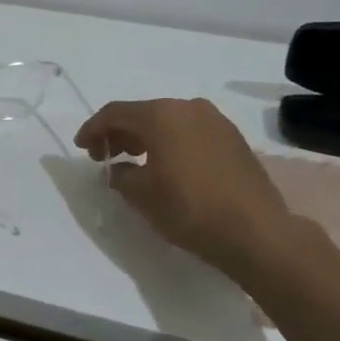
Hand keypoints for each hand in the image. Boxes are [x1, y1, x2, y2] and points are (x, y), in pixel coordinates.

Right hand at [75, 97, 296, 276]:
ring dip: (145, 138)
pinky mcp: (232, 139)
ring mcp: (215, 121)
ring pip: (168, 122)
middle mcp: (188, 108)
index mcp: (162, 116)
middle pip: (143, 114)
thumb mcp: (142, 195)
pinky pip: (189, 132)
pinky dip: (170, 143)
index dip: (93, 129)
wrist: (258, 232)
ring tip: (132, 163)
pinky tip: (165, 166)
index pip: (115, 113)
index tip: (81, 147)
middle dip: (119, 133)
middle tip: (104, 157)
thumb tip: (119, 169)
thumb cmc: (191, 209)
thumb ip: (121, 175)